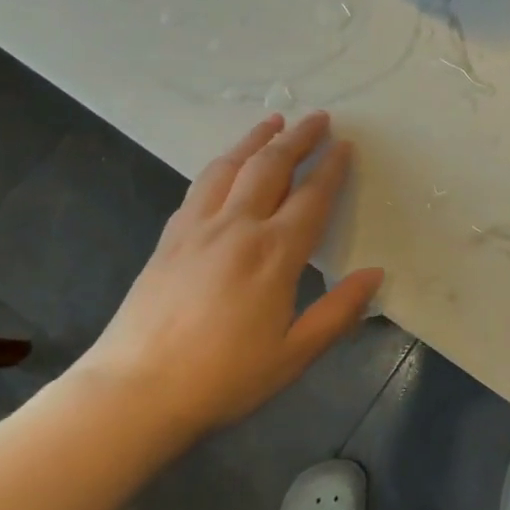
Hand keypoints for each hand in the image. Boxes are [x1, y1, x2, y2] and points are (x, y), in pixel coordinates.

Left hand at [73, 112, 383, 443]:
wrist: (133, 392)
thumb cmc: (224, 378)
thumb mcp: (294, 353)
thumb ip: (339, 311)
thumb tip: (375, 274)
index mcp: (274, 253)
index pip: (311, 196)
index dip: (331, 167)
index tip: (345, 144)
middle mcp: (237, 227)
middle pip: (270, 167)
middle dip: (297, 138)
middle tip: (318, 117)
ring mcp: (197, 228)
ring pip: (230, 167)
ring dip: (255, 140)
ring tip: (273, 122)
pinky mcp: (169, 238)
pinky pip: (200, 186)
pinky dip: (221, 164)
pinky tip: (226, 166)